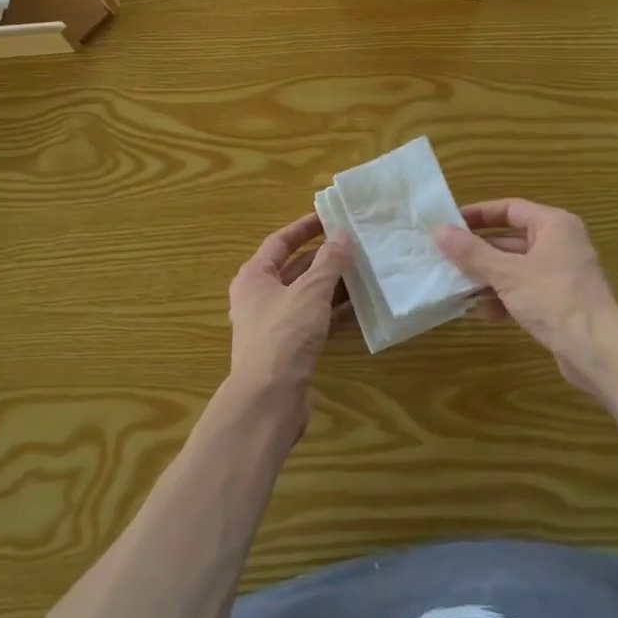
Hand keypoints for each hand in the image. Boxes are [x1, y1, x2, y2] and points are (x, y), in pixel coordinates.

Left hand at [227, 212, 351, 430]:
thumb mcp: (310, 291)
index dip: (305, 228)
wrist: (268, 398)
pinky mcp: (287, 349)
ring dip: (332, 285)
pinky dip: (333, 313)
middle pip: (294, 268)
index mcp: (254, 277)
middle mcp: (259, 297)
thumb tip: (342, 235)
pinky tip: (359, 308)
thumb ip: (329, 262)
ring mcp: (272, 325)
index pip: (280, 241)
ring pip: (306, 296)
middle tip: (354, 245)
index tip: (331, 218)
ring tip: (364, 272)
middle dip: (324, 258)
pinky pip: (313, 321)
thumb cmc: (284, 335)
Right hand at [435, 199, 617, 396]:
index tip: (449, 223)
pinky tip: (484, 313)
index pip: (510, 208)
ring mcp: (562, 274)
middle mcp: (561, 243)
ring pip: (516, 268)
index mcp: (554, 225)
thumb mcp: (507, 274)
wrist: (597, 351)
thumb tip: (439, 231)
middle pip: (511, 239)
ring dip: (488, 277)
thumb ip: (472, 252)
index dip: (478, 214)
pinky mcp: (560, 301)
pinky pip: (525, 290)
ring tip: (458, 287)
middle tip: (446, 257)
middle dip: (479, 251)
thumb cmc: (553, 300)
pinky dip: (505, 297)